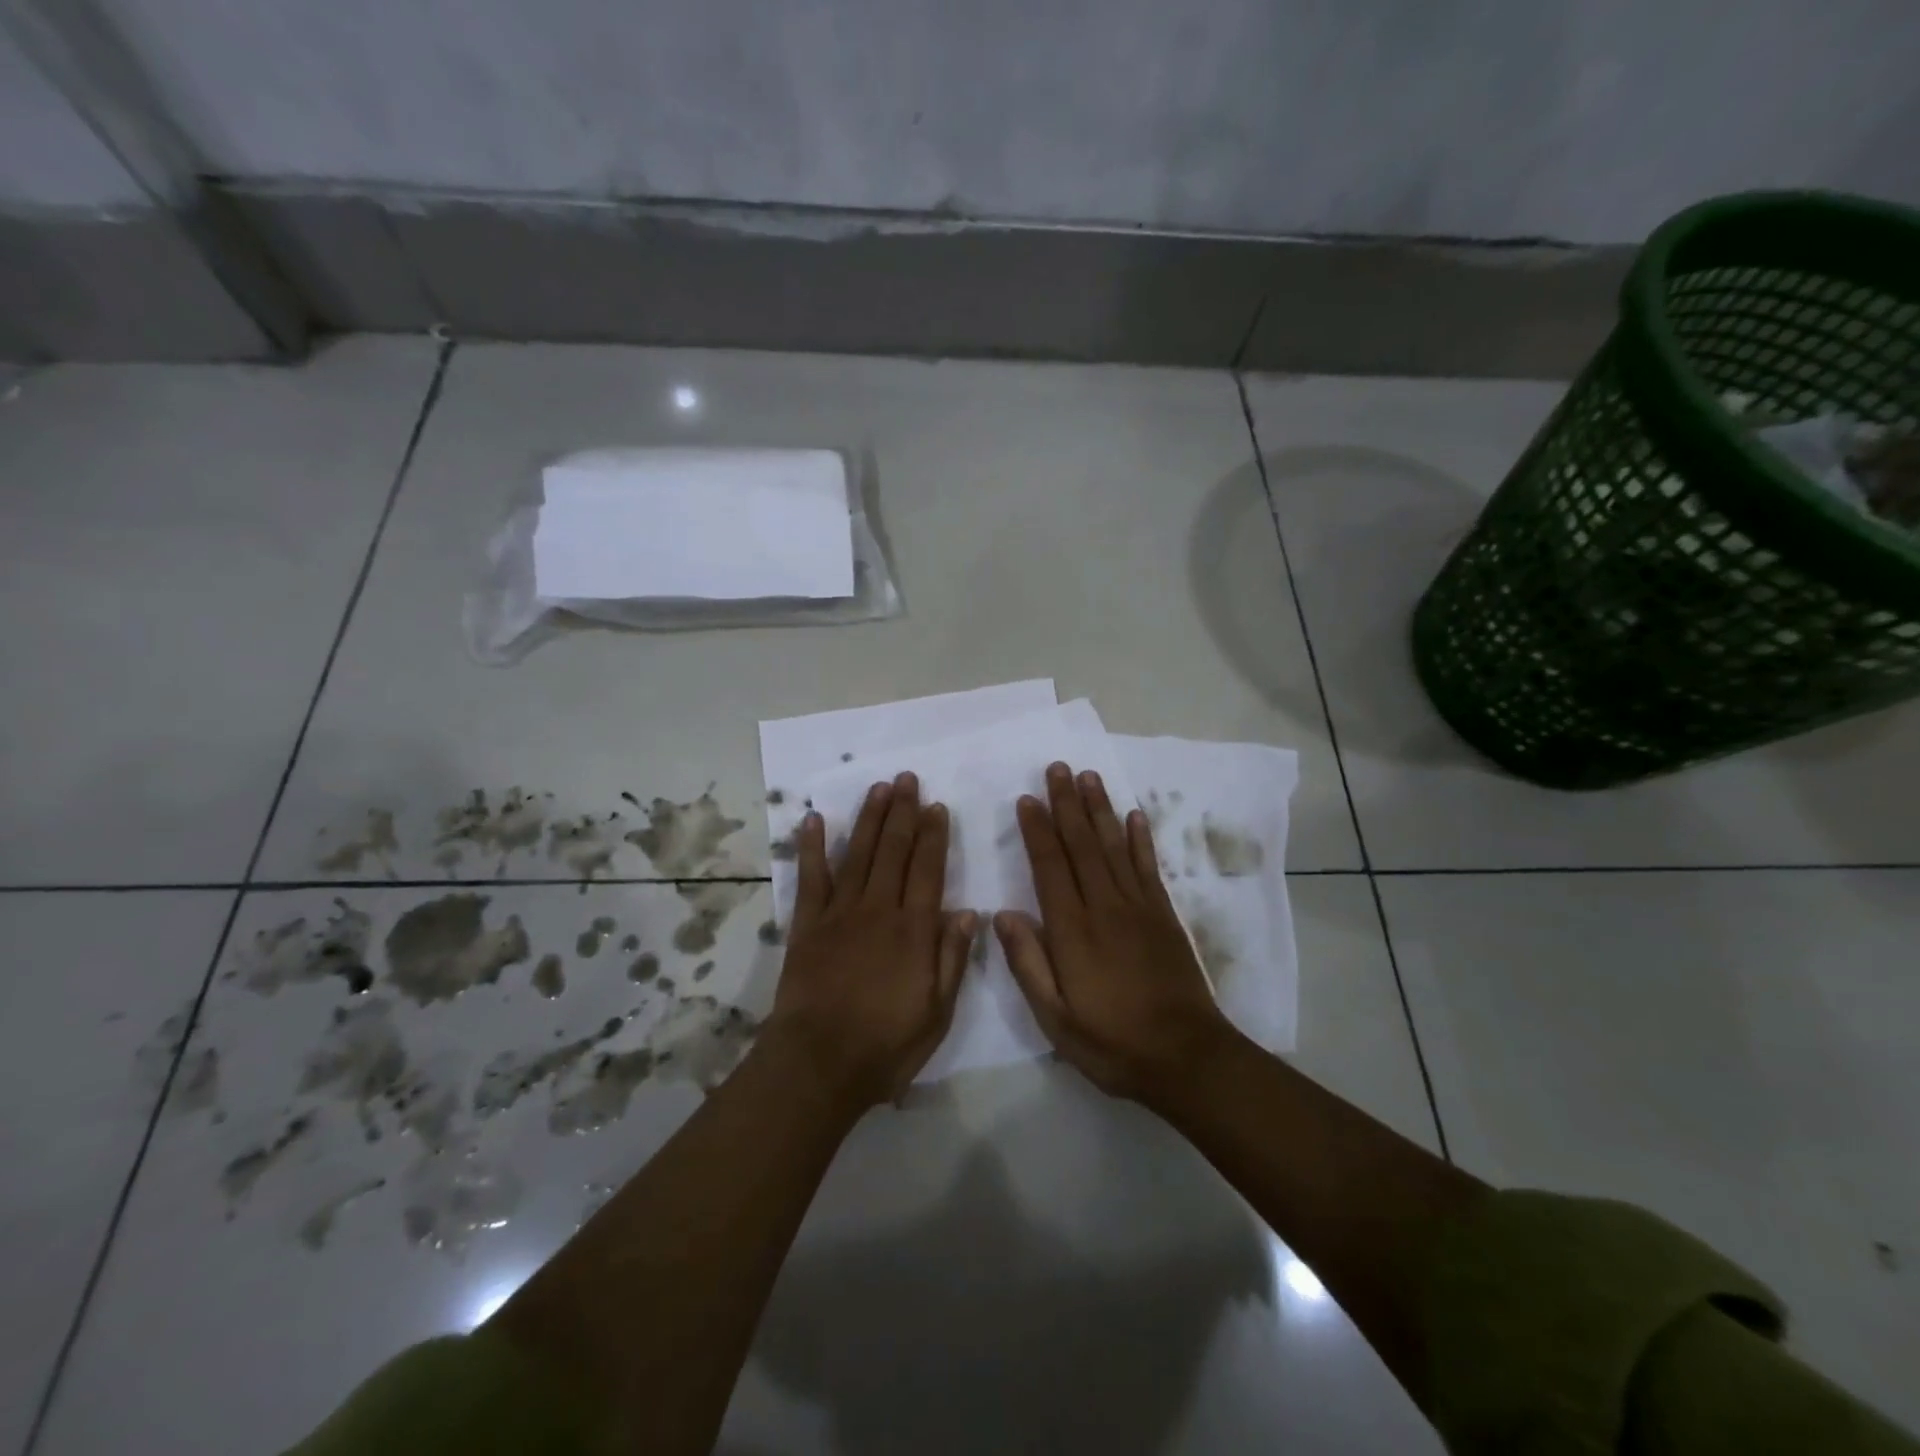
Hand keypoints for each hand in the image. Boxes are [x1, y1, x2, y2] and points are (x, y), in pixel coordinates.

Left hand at [768, 772, 976, 1108]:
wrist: (818, 1063)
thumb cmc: (886, 1044)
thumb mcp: (937, 1013)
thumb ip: (952, 959)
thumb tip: (968, 912)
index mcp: (914, 930)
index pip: (928, 870)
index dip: (934, 836)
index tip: (937, 806)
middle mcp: (878, 910)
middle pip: (894, 851)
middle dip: (903, 813)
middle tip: (908, 780)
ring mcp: (839, 914)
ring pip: (859, 855)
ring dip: (870, 819)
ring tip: (879, 788)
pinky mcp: (807, 925)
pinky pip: (811, 878)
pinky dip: (813, 847)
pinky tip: (816, 819)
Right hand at [997, 762, 1233, 1106]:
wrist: (1185, 1057)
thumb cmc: (1111, 1042)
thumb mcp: (1055, 1018)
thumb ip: (1027, 963)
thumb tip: (1001, 913)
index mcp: (1073, 930)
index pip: (1049, 867)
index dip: (1037, 831)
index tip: (1026, 799)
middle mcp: (1105, 907)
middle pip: (1082, 845)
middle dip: (1067, 804)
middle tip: (1057, 768)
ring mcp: (1139, 907)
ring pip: (1114, 846)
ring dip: (1100, 809)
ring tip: (1089, 776)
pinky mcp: (1164, 915)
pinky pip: (1147, 867)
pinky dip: (1139, 839)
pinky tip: (1133, 815)